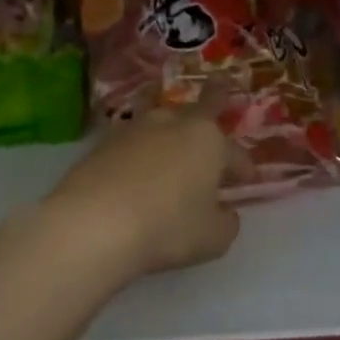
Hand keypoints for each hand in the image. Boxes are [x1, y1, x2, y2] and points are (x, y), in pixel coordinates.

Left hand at [38, 89, 247, 281]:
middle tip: (217, 103)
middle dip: (210, 111)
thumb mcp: (214, 237)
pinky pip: (130, 145)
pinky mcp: (100, 144)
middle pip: (197, 112)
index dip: (243, 167)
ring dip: (169, 134)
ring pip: (160, 123)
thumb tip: (224, 212)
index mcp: (208, 138)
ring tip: (170, 147)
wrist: (93, 225)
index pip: (234, 151)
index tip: (245, 181)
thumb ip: (226, 221)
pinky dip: (138, 155)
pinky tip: (135, 173)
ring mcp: (133, 129)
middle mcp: (171, 123)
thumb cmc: (168, 227)